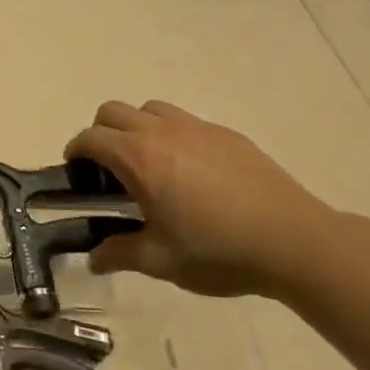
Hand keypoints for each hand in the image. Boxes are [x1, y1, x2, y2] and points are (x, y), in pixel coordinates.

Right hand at [65, 101, 335, 298]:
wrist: (294, 241)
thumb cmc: (217, 251)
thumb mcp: (160, 260)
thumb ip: (119, 254)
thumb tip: (94, 259)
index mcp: (140, 159)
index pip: (91, 137)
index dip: (75, 151)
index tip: (75, 171)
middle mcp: (163, 132)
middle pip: (114, 111)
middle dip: (100, 133)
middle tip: (107, 169)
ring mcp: (198, 129)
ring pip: (151, 109)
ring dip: (136, 128)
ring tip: (148, 165)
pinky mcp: (228, 135)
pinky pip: (185, 122)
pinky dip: (171, 135)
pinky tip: (189, 173)